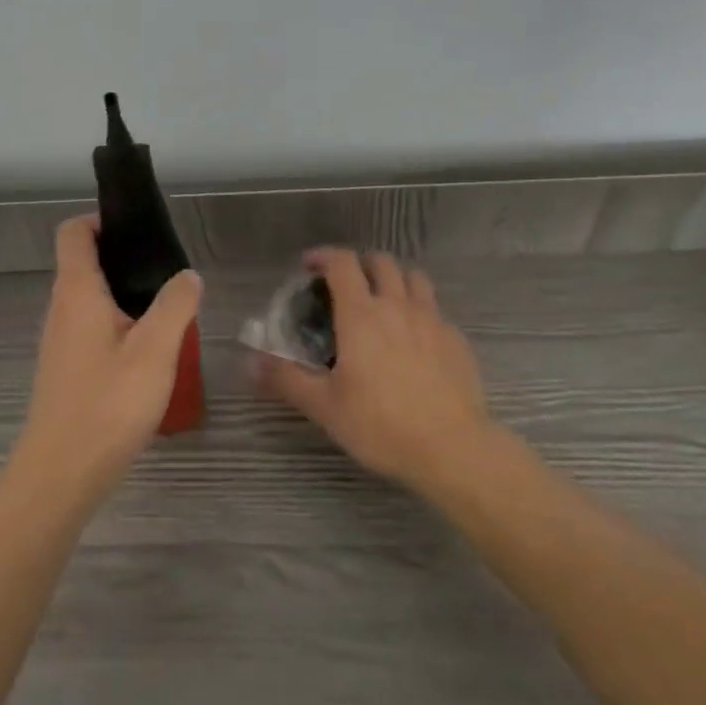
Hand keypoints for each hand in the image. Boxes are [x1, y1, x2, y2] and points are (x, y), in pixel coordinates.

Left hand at [15, 215, 202, 500]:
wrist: (61, 473)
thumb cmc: (108, 403)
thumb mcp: (156, 350)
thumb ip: (176, 305)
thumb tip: (187, 275)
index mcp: (77, 292)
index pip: (74, 232)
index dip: (102, 220)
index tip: (140, 231)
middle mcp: (61, 308)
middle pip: (84, 263)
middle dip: (124, 259)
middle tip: (168, 274)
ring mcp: (60, 341)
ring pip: (91, 299)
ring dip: (125, 295)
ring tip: (166, 312)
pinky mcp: (66, 368)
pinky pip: (92, 328)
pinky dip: (118, 325)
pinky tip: (149, 353)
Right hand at [257, 248, 494, 494]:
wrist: (452, 448)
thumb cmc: (381, 424)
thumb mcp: (324, 406)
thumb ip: (285, 378)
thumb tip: (248, 362)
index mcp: (361, 314)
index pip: (342, 263)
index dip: (323, 256)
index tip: (308, 266)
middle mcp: (397, 306)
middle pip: (381, 261)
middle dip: (359, 263)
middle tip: (345, 283)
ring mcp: (432, 320)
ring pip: (414, 278)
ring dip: (394, 278)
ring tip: (382, 299)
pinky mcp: (456, 340)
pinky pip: (435, 309)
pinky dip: (419, 309)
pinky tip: (413, 337)